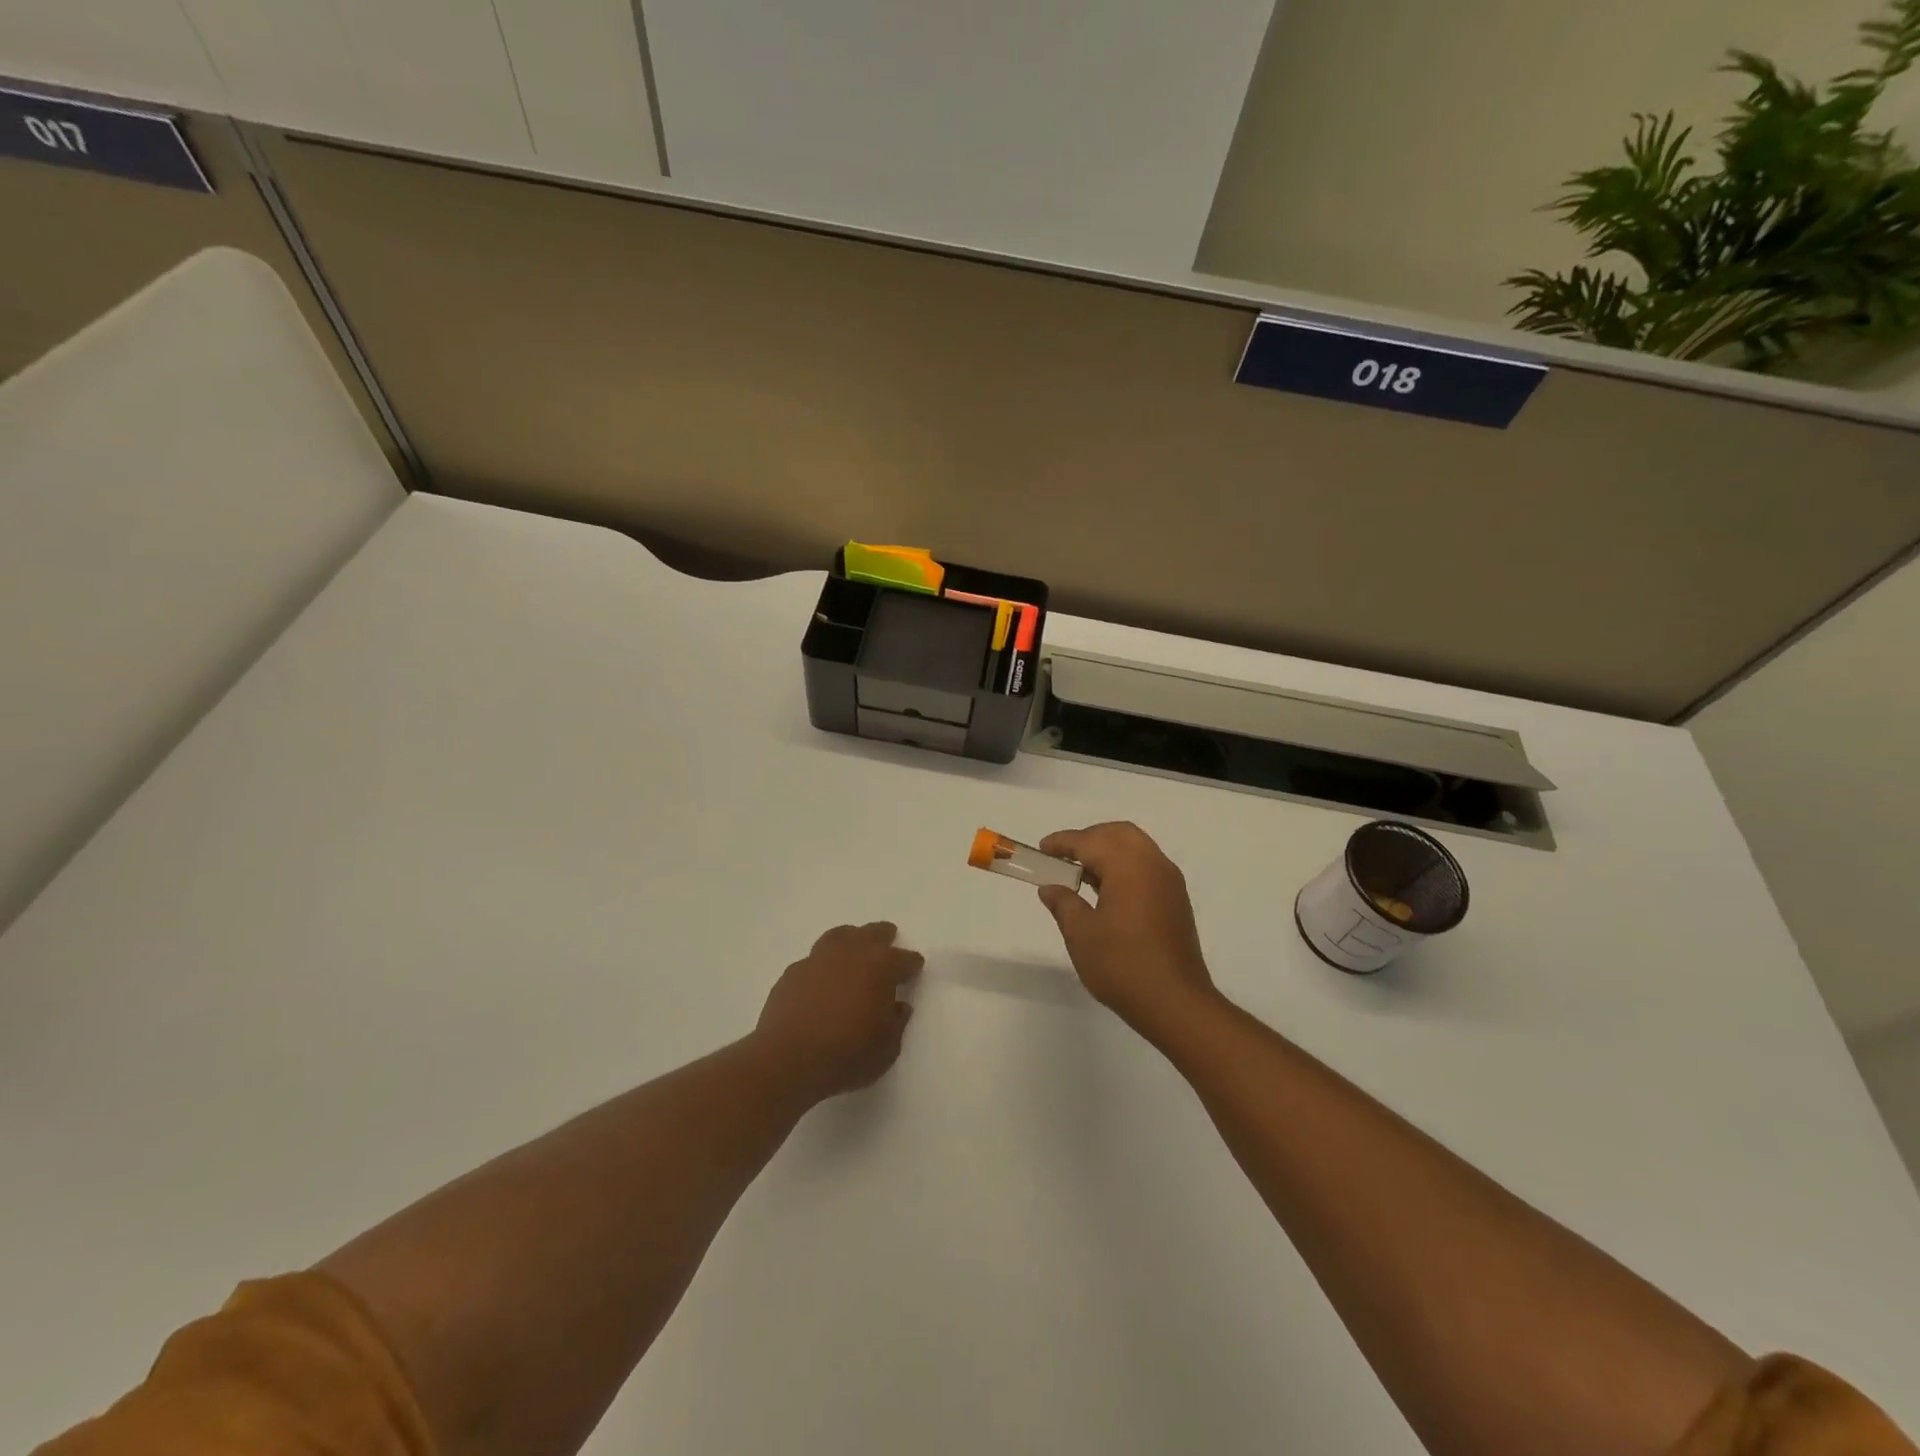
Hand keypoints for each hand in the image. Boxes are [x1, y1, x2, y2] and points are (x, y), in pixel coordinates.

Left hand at [755, 922, 922, 1100]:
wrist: (788, 1059)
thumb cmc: (847, 1055)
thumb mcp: (887, 1049)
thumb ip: (896, 1023)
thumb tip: (898, 1006)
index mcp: (881, 967)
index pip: (904, 959)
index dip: (911, 964)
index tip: (914, 968)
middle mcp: (851, 953)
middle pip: (873, 933)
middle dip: (883, 936)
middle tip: (888, 939)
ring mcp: (819, 959)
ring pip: (840, 936)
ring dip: (851, 939)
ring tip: (853, 947)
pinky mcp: (792, 972)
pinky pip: (814, 960)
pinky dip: (823, 964)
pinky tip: (822, 978)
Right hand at [1035, 823, 1216, 1035]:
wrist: (1175, 1003)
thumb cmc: (1122, 965)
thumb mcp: (1081, 934)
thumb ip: (1064, 903)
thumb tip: (1051, 887)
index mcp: (1129, 866)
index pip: (1090, 841)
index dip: (1063, 843)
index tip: (1042, 850)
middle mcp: (1153, 864)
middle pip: (1118, 834)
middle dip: (1089, 839)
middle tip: (1063, 858)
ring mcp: (1169, 881)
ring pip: (1136, 847)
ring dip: (1108, 852)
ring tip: (1081, 875)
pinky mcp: (1176, 900)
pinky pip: (1147, 866)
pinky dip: (1124, 866)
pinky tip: (1107, 891)